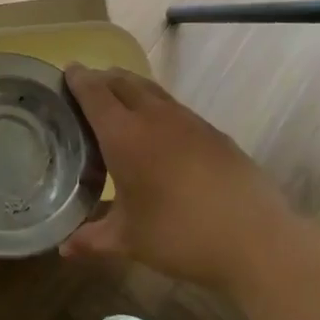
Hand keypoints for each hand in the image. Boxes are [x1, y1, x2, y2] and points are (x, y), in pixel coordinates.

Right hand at [59, 64, 297, 292]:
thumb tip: (64, 248)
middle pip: (123, 82)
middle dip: (103, 79)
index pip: (95, 93)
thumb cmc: (180, 235)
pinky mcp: (214, 132)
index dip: (79, 79)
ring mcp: (189, 121)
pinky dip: (157, 107)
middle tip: (89, 87)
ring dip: (131, 88)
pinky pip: (175, 107)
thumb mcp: (129, 240)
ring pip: (152, 90)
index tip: (67, 71)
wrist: (255, 238)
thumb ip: (92, 239)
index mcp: (125, 135)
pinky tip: (161, 132)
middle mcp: (154, 117)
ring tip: (121, 101)